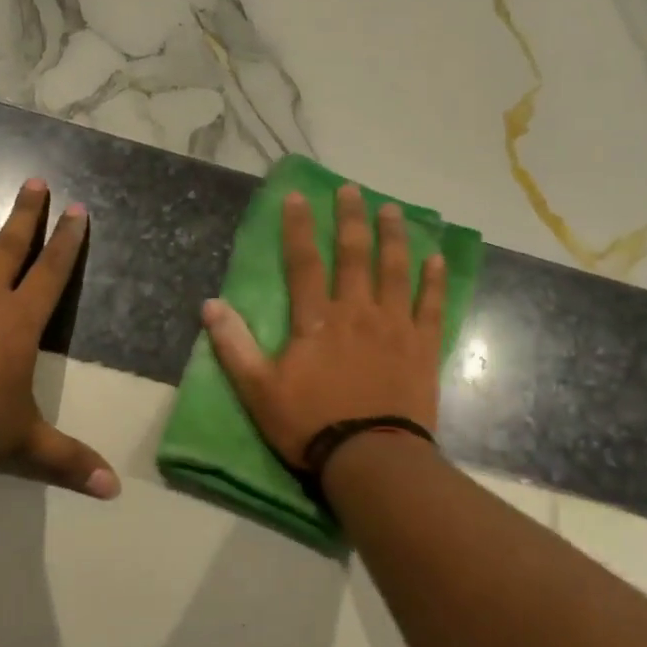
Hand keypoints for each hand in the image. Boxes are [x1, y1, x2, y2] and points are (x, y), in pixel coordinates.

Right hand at [201, 183, 444, 468]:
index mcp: (317, 320)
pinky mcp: (422, 347)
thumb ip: (234, 346)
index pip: (304, 262)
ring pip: (395, 270)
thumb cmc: (310, 424)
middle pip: (355, 255)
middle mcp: (357, 311)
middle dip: (352, 218)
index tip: (297, 196)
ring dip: (393, 237)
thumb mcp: (258, 390)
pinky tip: (436, 258)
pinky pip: (431, 306)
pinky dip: (433, 281)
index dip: (298, 227)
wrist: (370, 457)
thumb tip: (210, 305)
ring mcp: (394, 326)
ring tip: (392, 209)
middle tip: (353, 189)